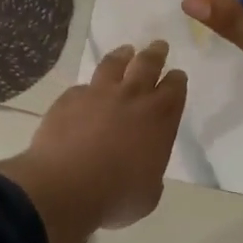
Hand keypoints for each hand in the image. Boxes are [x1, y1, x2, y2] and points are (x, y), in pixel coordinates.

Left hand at [0, 42, 186, 242]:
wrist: (65, 187)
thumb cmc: (116, 196)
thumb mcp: (148, 194)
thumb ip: (150, 172)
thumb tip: (143, 168)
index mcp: (159, 119)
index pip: (174, 89)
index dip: (176, 80)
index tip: (176, 75)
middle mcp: (132, 98)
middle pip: (148, 64)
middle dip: (156, 54)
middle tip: (159, 46)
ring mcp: (98, 94)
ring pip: (114, 64)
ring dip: (122, 56)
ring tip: (125, 51)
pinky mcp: (69, 99)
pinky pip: (82, 88)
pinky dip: (88, 89)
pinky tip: (85, 93)